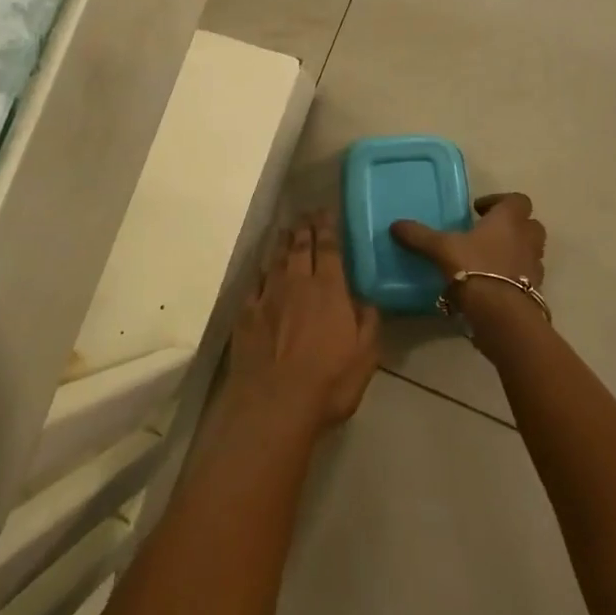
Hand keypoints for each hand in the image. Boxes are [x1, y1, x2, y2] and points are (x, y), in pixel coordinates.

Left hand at [224, 212, 381, 435]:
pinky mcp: (246, 313)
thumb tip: (366, 298)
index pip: (329, 248)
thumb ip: (368, 321)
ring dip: (282, 242)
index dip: (327, 227)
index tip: (326, 211)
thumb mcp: (366, 355)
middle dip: (304, 227)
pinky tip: (263, 267)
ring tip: (286, 230)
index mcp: (329, 289)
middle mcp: (297, 283)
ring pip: (276, 259)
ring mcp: (268, 296)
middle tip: (306, 212)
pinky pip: (255, 282)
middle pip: (300, 247)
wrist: (273, 403)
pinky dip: (261, 269)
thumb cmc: (328, 382)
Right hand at [391, 192, 546, 320]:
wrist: (501, 314)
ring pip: (530, 251)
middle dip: (512, 226)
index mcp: (508, 220)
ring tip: (488, 260)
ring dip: (515, 251)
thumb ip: (419, 236)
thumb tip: (395, 225)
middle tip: (487, 233)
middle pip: (530, 224)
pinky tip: (491, 284)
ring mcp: (534, 266)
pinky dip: (513, 277)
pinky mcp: (534, 291)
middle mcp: (527, 239)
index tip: (478, 210)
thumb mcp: (441, 249)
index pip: (517, 200)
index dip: (499, 201)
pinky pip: (526, 277)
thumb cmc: (474, 268)